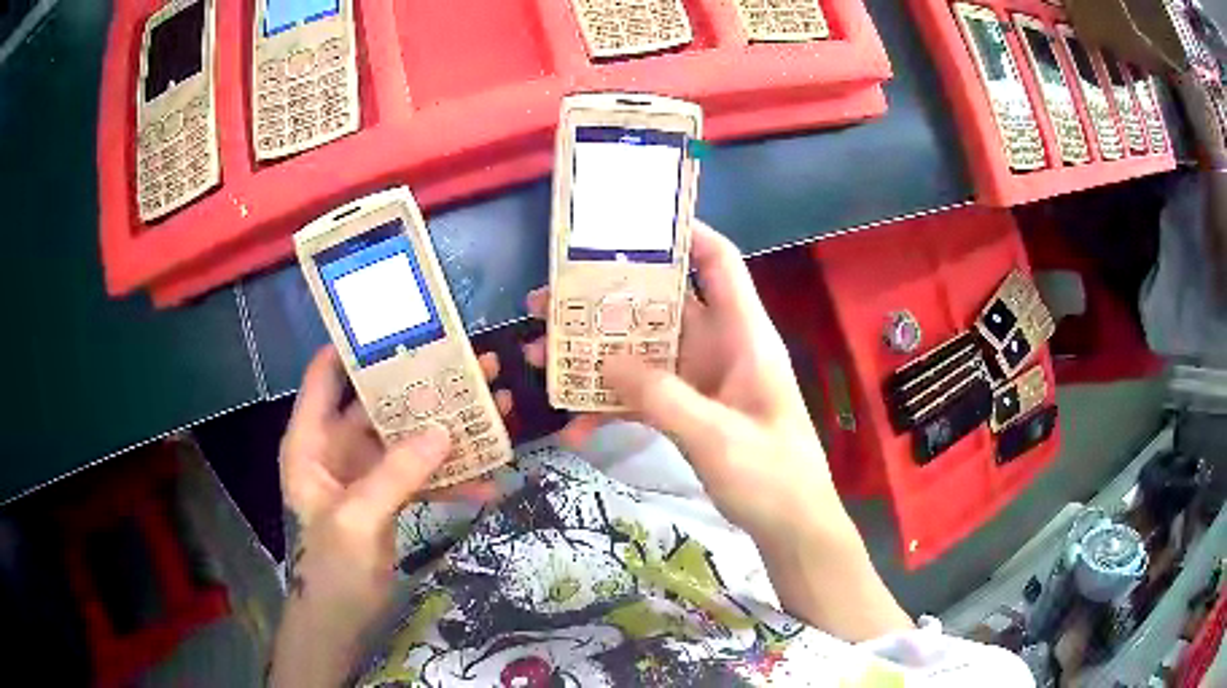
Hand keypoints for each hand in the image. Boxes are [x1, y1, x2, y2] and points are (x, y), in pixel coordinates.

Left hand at [271, 346, 510, 686]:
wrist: (342, 623)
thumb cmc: (332, 570)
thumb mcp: (358, 520)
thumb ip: (396, 473)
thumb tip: (445, 430)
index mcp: (311, 441)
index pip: (327, 374)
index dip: (358, 345)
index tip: (405, 324)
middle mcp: (336, 448)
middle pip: (380, 402)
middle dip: (425, 385)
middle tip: (475, 364)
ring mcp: (366, 474)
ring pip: (408, 438)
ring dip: (448, 428)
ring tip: (497, 409)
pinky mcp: (389, 498)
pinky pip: (422, 476)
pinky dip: (452, 477)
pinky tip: (492, 481)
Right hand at [523, 222, 835, 540]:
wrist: (791, 528)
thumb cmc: (771, 477)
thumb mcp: (717, 436)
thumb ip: (662, 396)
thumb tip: (605, 359)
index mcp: (743, 335)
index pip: (718, 261)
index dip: (683, 233)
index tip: (628, 224)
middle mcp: (720, 347)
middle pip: (661, 305)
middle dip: (605, 300)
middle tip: (548, 302)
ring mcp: (701, 380)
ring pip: (642, 351)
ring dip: (595, 354)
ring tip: (539, 355)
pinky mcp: (689, 411)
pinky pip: (643, 395)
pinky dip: (611, 406)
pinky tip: (574, 430)